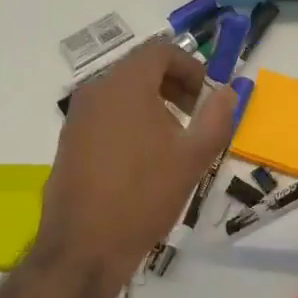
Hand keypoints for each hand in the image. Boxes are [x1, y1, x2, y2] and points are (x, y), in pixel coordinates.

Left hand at [39, 41, 236, 296]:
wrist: (84, 247)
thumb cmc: (143, 195)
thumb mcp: (193, 156)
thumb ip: (217, 117)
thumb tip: (228, 92)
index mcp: (125, 84)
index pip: (160, 50)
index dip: (190, 66)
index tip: (207, 96)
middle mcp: (95, 90)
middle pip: (140, 68)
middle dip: (174, 85)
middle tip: (195, 115)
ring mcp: (77, 116)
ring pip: (122, 92)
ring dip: (153, 103)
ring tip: (173, 141)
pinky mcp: (69, 141)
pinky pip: (106, 114)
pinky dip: (130, 121)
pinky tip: (143, 160)